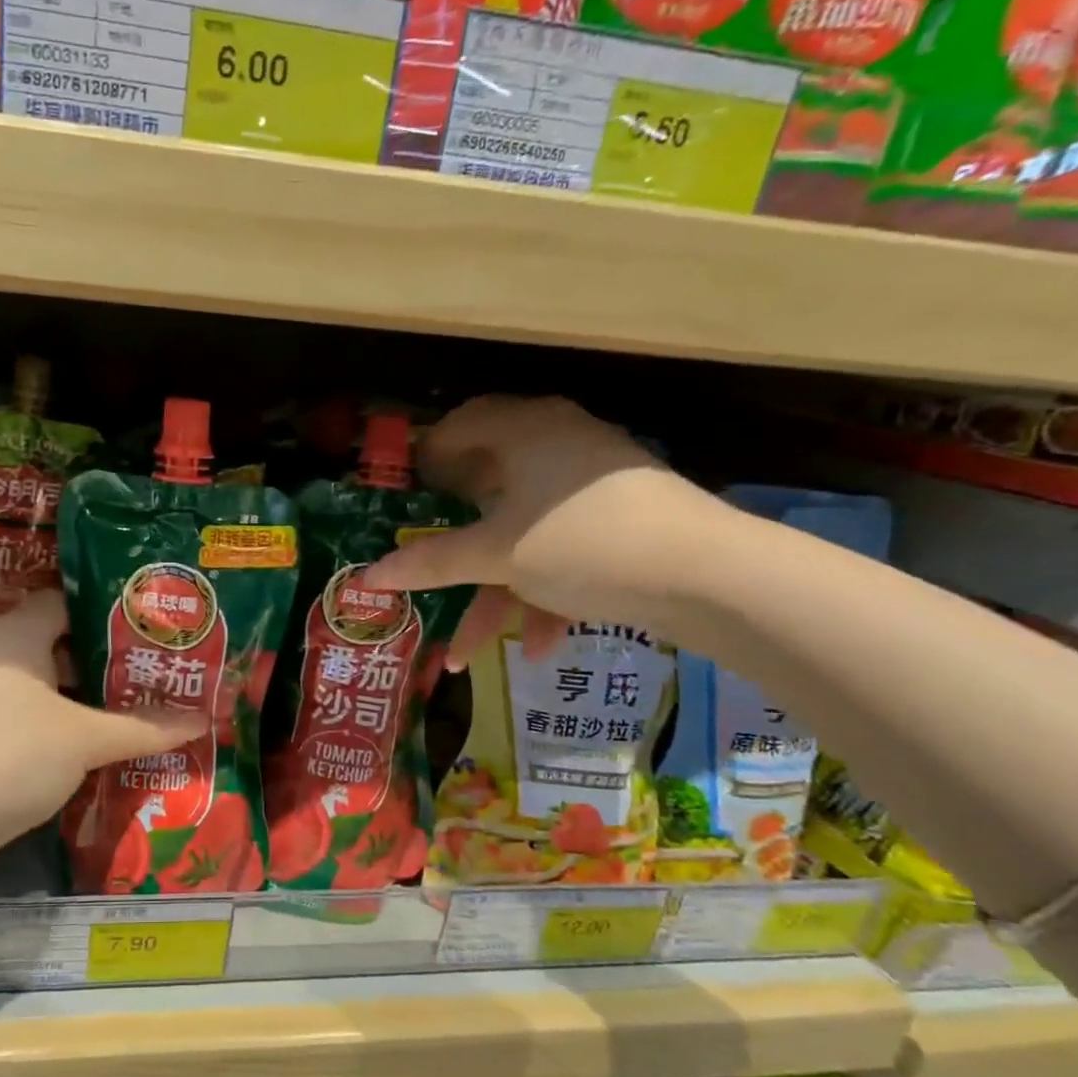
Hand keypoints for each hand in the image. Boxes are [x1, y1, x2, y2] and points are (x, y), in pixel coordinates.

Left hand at [0, 591, 206, 856]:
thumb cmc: (9, 753)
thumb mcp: (84, 738)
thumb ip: (142, 727)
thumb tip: (200, 722)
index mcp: (18, 632)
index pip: (71, 601)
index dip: (114, 610)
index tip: (156, 624)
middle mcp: (0, 656)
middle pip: (65, 645)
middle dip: (113, 660)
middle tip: (163, 668)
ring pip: (53, 688)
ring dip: (94, 699)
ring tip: (149, 705)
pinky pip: (39, 721)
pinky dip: (71, 729)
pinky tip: (110, 744)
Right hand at [361, 396, 734, 664]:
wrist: (709, 577)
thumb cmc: (582, 542)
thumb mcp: (496, 555)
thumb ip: (430, 564)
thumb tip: (368, 576)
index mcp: (525, 432)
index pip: (462, 424)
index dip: (427, 457)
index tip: (402, 495)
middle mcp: (557, 447)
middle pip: (488, 490)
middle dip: (454, 546)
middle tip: (424, 565)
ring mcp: (592, 487)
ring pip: (524, 535)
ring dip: (495, 594)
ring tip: (465, 652)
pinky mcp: (619, 524)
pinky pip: (563, 552)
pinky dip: (544, 594)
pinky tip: (538, 646)